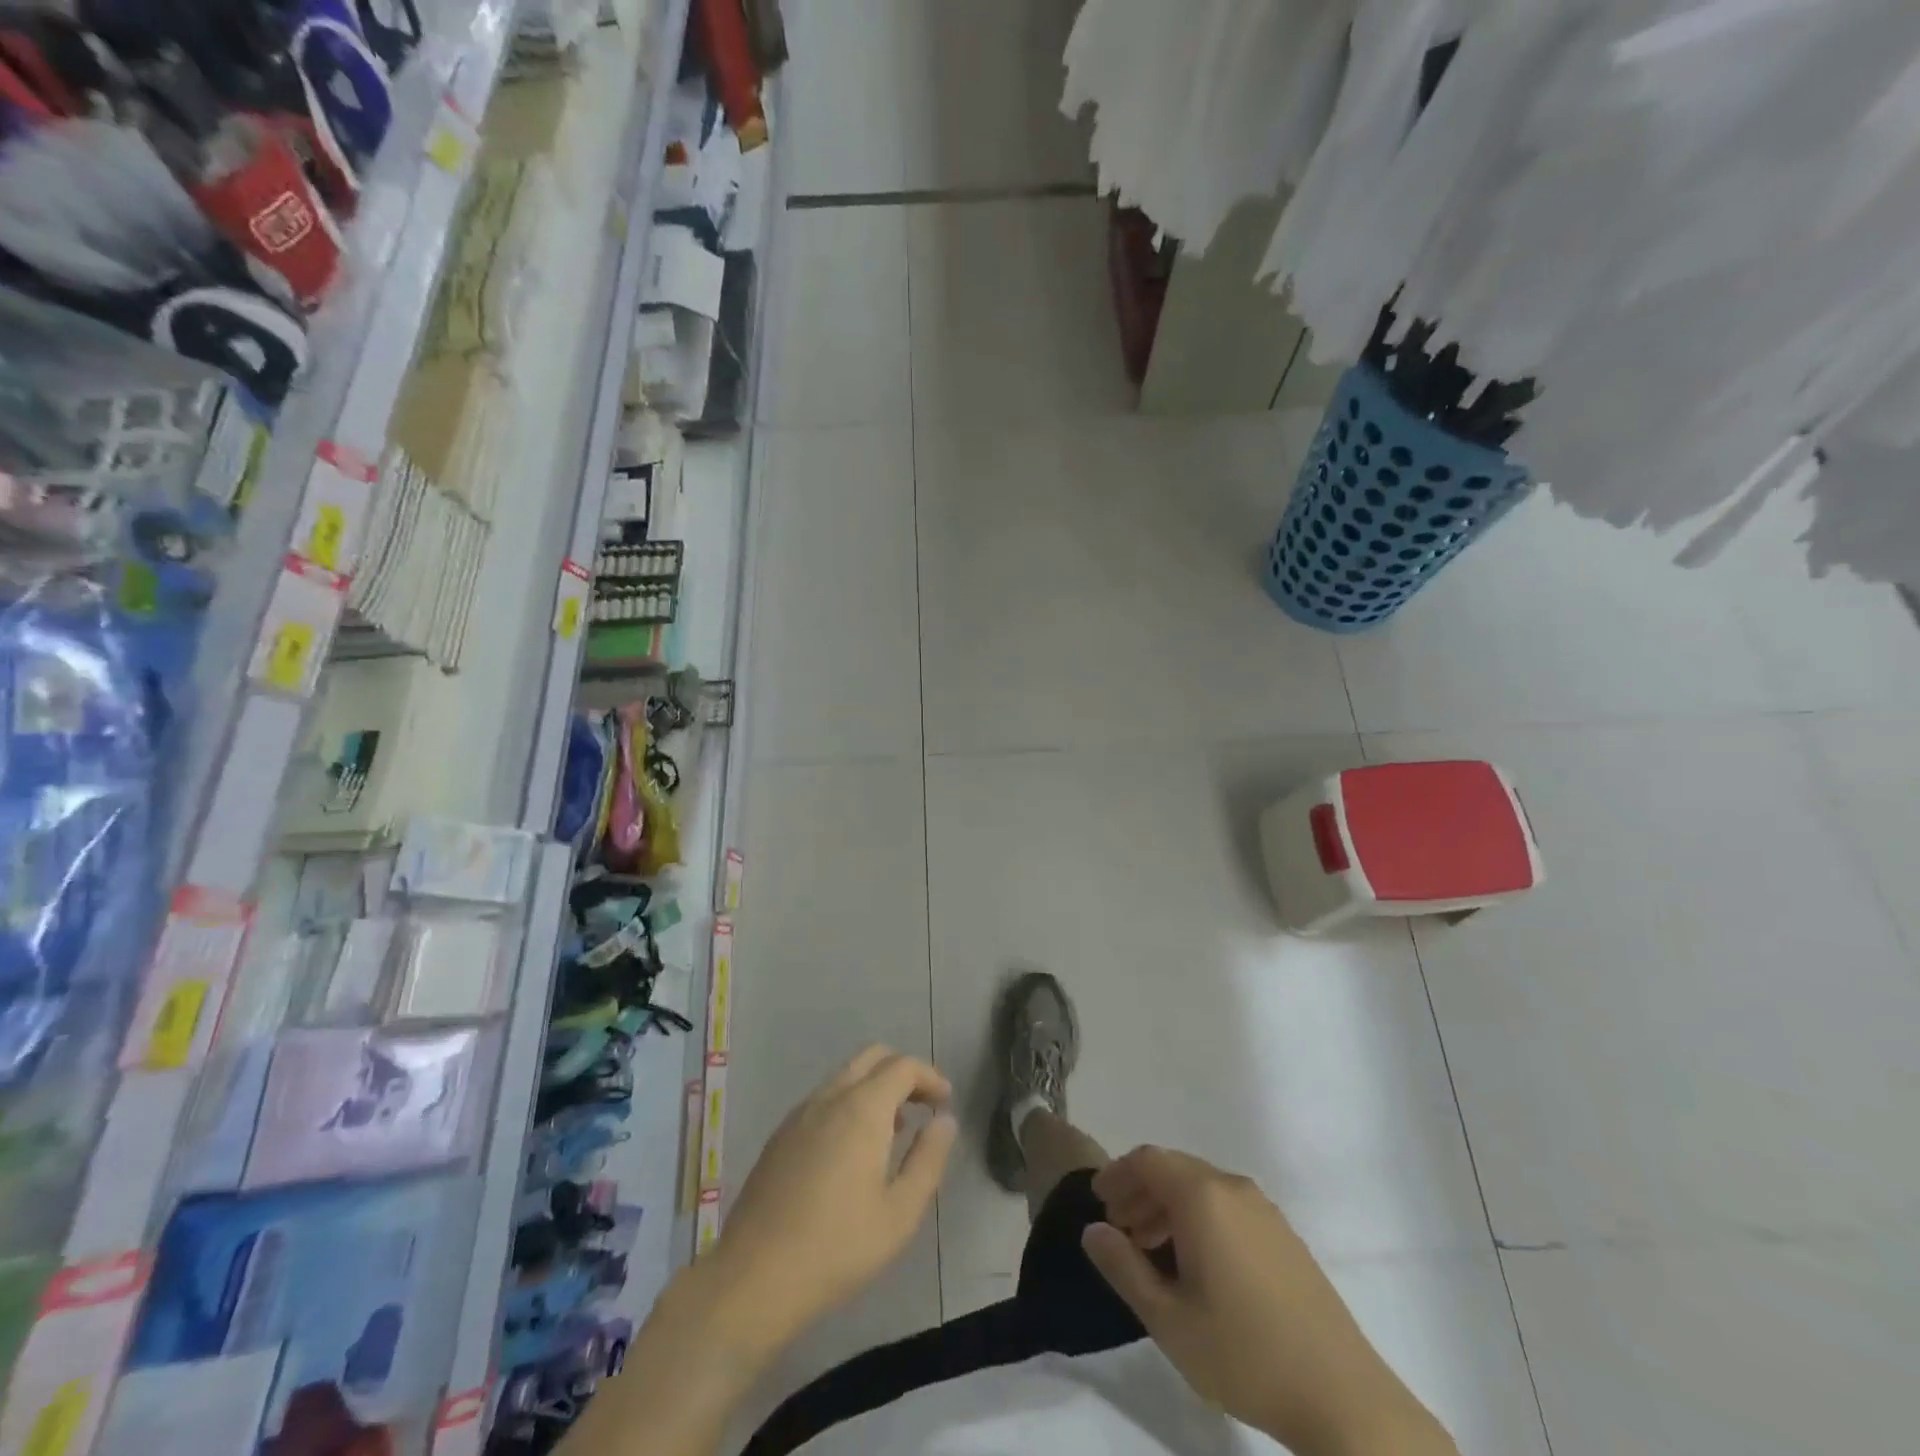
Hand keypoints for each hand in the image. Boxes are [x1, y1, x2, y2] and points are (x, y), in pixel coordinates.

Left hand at [712, 1045, 957, 1348]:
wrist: (752, 1278)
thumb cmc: (836, 1248)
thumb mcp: (900, 1214)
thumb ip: (928, 1160)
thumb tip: (944, 1121)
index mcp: (862, 1108)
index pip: (903, 1066)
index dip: (930, 1077)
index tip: (946, 1102)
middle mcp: (830, 1097)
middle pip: (872, 1057)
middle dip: (903, 1072)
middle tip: (924, 1107)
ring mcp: (800, 1114)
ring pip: (845, 1076)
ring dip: (875, 1088)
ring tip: (894, 1131)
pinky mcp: (780, 1136)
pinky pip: (824, 1099)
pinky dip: (849, 1103)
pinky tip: (853, 1150)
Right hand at [1083, 1147, 1455, 1455]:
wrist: (1342, 1397)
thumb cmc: (1244, 1353)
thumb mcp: (1168, 1319)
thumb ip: (1124, 1268)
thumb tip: (1093, 1230)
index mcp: (1203, 1196)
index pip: (1148, 1160)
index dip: (1117, 1174)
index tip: (1098, 1200)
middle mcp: (1233, 1188)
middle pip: (1174, 1169)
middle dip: (1141, 1191)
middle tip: (1119, 1228)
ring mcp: (1264, 1209)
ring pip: (1202, 1188)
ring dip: (1168, 1206)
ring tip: (1150, 1249)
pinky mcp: (1284, 1235)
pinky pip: (1228, 1206)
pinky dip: (1199, 1218)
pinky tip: (1195, 1263)